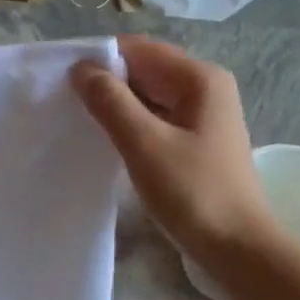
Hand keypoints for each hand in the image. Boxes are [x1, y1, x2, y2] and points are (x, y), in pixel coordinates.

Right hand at [71, 36, 273, 258]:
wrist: (236, 249)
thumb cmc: (193, 194)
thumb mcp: (145, 145)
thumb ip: (111, 103)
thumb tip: (81, 70)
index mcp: (200, 78)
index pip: (139, 50)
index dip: (100, 61)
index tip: (62, 83)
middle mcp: (206, 91)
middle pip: (146, 73)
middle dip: (107, 86)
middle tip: (64, 108)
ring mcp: (204, 122)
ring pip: (151, 102)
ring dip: (118, 111)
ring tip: (81, 128)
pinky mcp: (198, 149)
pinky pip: (159, 127)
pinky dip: (134, 132)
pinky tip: (110, 149)